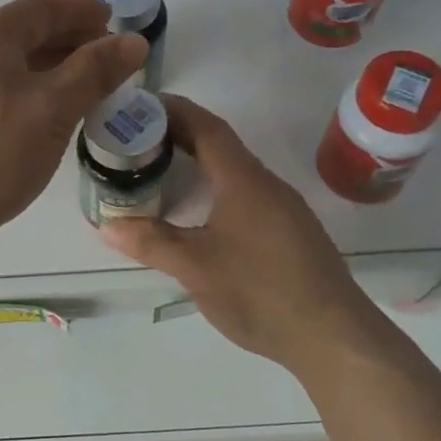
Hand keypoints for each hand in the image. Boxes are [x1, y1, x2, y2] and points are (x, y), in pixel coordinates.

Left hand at [0, 0, 146, 261]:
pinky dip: (26, 97)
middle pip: (21, 36)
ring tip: (84, 90)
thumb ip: (94, 72)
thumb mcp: (52, 110)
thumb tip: (133, 41)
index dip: (79, 10)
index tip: (113, 19)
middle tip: (105, 57)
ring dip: (48, 72)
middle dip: (67, 41)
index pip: (39, 8)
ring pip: (7, 70)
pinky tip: (44, 122)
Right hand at [99, 95, 394, 375]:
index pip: (207, 128)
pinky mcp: (293, 233)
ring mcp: (285, 209)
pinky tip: (203, 214)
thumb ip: (151, 242)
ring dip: (200, 163)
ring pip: (236, 172)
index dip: (174, 111)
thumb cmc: (260, 292)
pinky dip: (217, 189)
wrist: (333, 336)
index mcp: (243, 181)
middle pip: (221, 146)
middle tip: (139, 140)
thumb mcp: (196, 268)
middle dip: (181, 135)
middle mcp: (267, 185)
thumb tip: (107, 225)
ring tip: (163, 172)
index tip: (142, 105)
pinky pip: (248, 194)